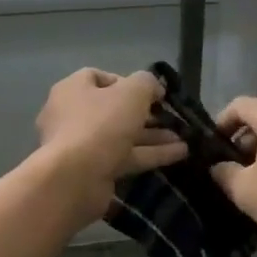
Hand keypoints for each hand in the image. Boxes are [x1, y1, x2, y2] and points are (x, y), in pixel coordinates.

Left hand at [35, 69, 187, 222]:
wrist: (75, 179)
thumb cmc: (101, 124)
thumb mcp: (132, 93)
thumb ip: (147, 83)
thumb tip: (155, 89)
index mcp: (73, 91)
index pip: (97, 78)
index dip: (126, 82)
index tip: (150, 92)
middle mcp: (73, 116)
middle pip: (113, 110)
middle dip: (145, 114)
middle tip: (169, 117)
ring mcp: (82, 146)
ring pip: (122, 136)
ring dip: (152, 136)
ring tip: (183, 137)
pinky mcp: (93, 171)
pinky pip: (125, 158)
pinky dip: (150, 155)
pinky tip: (179, 154)